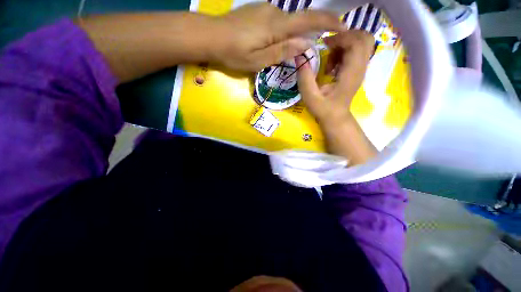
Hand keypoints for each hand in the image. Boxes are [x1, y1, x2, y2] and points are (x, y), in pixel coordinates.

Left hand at [212, 3, 343, 71]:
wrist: (211, 36)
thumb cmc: (233, 53)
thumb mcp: (258, 60)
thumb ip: (282, 52)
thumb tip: (306, 44)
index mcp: (276, 26)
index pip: (308, 20)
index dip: (328, 22)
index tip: (343, 27)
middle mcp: (274, 13)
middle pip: (300, 21)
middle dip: (312, 31)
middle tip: (315, 47)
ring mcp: (266, 10)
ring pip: (288, 23)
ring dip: (295, 34)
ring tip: (292, 49)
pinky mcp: (259, 12)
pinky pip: (278, 21)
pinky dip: (284, 32)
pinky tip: (277, 42)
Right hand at [296, 30, 375, 163]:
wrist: (335, 118)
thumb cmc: (323, 109)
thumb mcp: (310, 96)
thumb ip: (305, 78)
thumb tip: (299, 56)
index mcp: (351, 73)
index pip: (357, 43)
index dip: (341, 38)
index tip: (324, 45)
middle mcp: (360, 67)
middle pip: (364, 38)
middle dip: (346, 36)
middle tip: (329, 47)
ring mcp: (361, 68)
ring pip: (362, 42)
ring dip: (344, 45)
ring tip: (329, 60)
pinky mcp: (357, 70)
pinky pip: (356, 51)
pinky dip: (344, 52)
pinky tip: (332, 65)